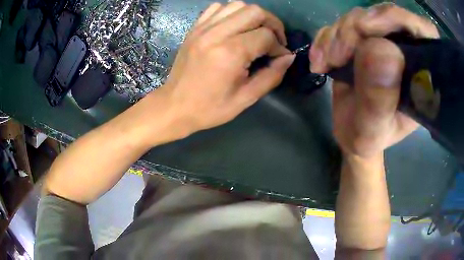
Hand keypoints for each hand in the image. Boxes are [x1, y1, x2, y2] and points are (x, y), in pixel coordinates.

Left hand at [157, 2, 293, 134]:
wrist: (174, 106)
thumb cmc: (209, 108)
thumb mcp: (245, 98)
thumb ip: (271, 75)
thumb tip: (288, 57)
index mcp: (230, 53)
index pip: (266, 36)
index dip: (279, 46)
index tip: (279, 57)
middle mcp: (216, 34)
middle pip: (255, 12)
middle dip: (272, 24)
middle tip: (273, 40)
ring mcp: (202, 28)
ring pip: (237, 5)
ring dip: (253, 16)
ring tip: (256, 32)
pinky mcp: (195, 28)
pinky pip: (217, 8)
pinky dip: (231, 13)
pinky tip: (234, 27)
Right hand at [309, 4, 438, 157]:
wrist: (352, 133)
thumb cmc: (368, 138)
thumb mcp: (372, 130)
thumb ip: (379, 98)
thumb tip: (379, 48)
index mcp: (422, 74)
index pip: (423, 31)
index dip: (397, 19)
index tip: (365, 28)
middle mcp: (407, 51)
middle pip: (385, 16)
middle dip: (356, 29)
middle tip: (337, 56)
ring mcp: (384, 41)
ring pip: (361, 17)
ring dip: (338, 35)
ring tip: (328, 63)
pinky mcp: (364, 39)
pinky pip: (343, 24)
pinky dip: (327, 38)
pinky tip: (320, 61)